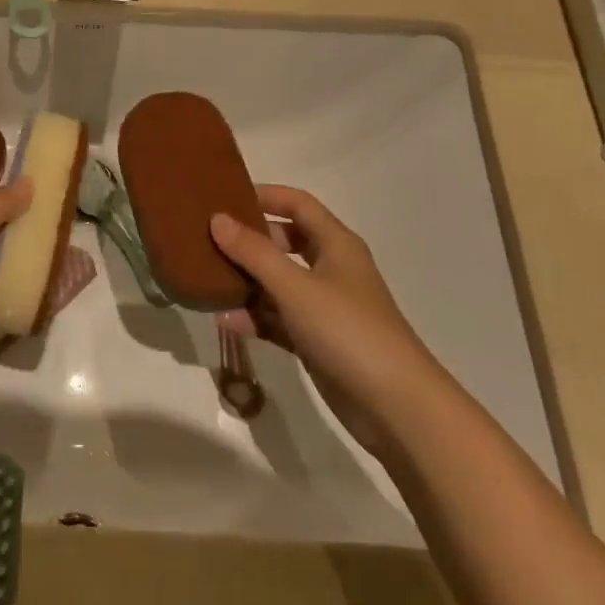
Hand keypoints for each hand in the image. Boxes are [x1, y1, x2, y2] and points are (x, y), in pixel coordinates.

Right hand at [210, 185, 437, 456]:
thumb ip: (254, 252)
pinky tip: (226, 322)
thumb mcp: (295, 287)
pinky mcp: (318, 341)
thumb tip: (217, 219)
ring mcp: (325, 307)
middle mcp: (332, 269)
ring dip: (247, 281)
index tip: (225, 198)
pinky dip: (256, 318)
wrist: (397, 408)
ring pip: (279, 283)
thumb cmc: (348, 331)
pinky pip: (279, 319)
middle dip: (249, 240)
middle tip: (208, 240)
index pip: (298, 204)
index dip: (265, 196)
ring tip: (208, 279)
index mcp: (336, 244)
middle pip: (285, 241)